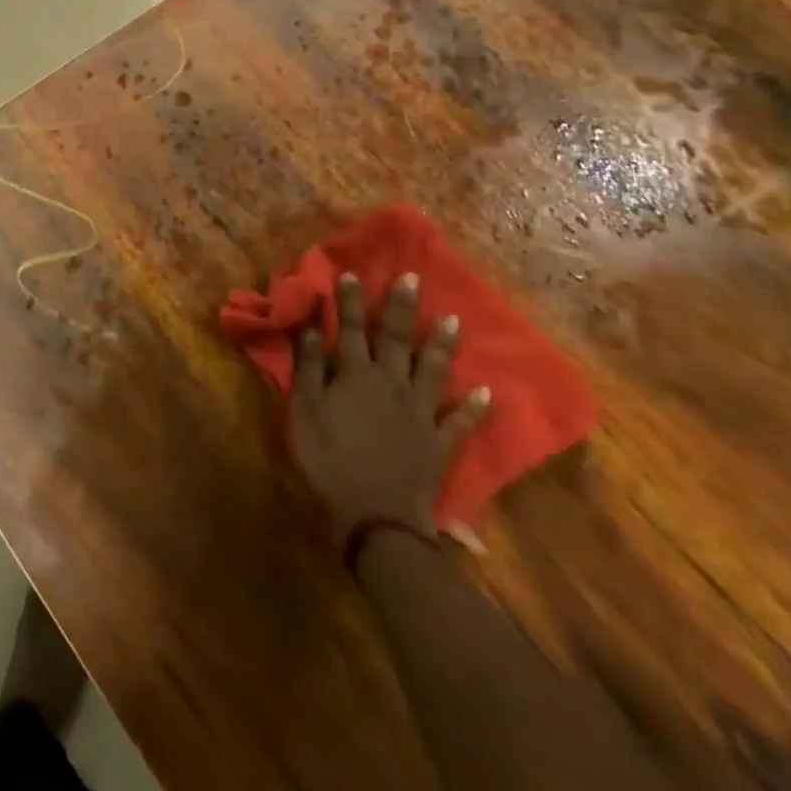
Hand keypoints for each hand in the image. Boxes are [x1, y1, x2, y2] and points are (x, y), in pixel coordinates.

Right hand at [289, 273, 488, 534]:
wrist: (376, 517)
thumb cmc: (329, 459)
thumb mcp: (304, 410)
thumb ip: (309, 367)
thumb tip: (310, 327)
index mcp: (355, 375)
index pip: (351, 328)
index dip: (350, 301)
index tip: (351, 273)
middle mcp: (391, 384)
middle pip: (395, 339)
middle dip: (401, 307)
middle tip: (412, 278)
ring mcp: (420, 413)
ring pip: (432, 370)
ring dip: (441, 344)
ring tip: (453, 319)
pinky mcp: (439, 443)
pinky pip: (460, 422)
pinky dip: (474, 408)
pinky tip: (487, 393)